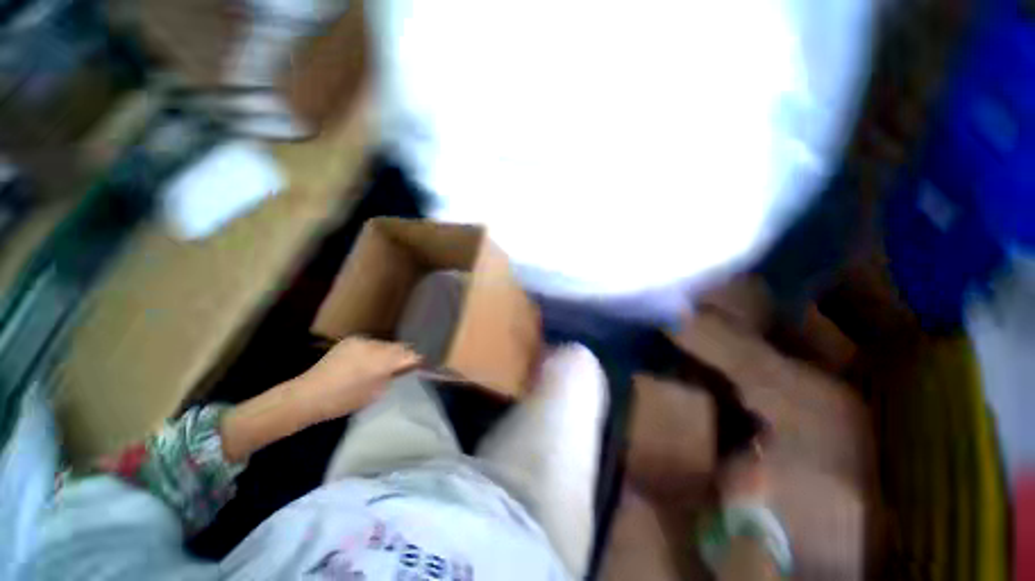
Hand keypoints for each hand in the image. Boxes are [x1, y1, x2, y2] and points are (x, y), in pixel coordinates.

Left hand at [292, 338, 420, 421]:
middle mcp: (375, 346)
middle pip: (399, 347)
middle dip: (404, 355)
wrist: (308, 395)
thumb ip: (394, 377)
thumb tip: (407, 368)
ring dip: (389, 353)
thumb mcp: (376, 393)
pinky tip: (369, 361)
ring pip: (385, 345)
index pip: (410, 355)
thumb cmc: (344, 400)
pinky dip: (375, 351)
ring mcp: (362, 341)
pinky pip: (372, 344)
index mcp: (382, 361)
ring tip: (386, 365)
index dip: (418, 360)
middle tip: (405, 367)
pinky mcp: (351, 340)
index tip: (422, 366)